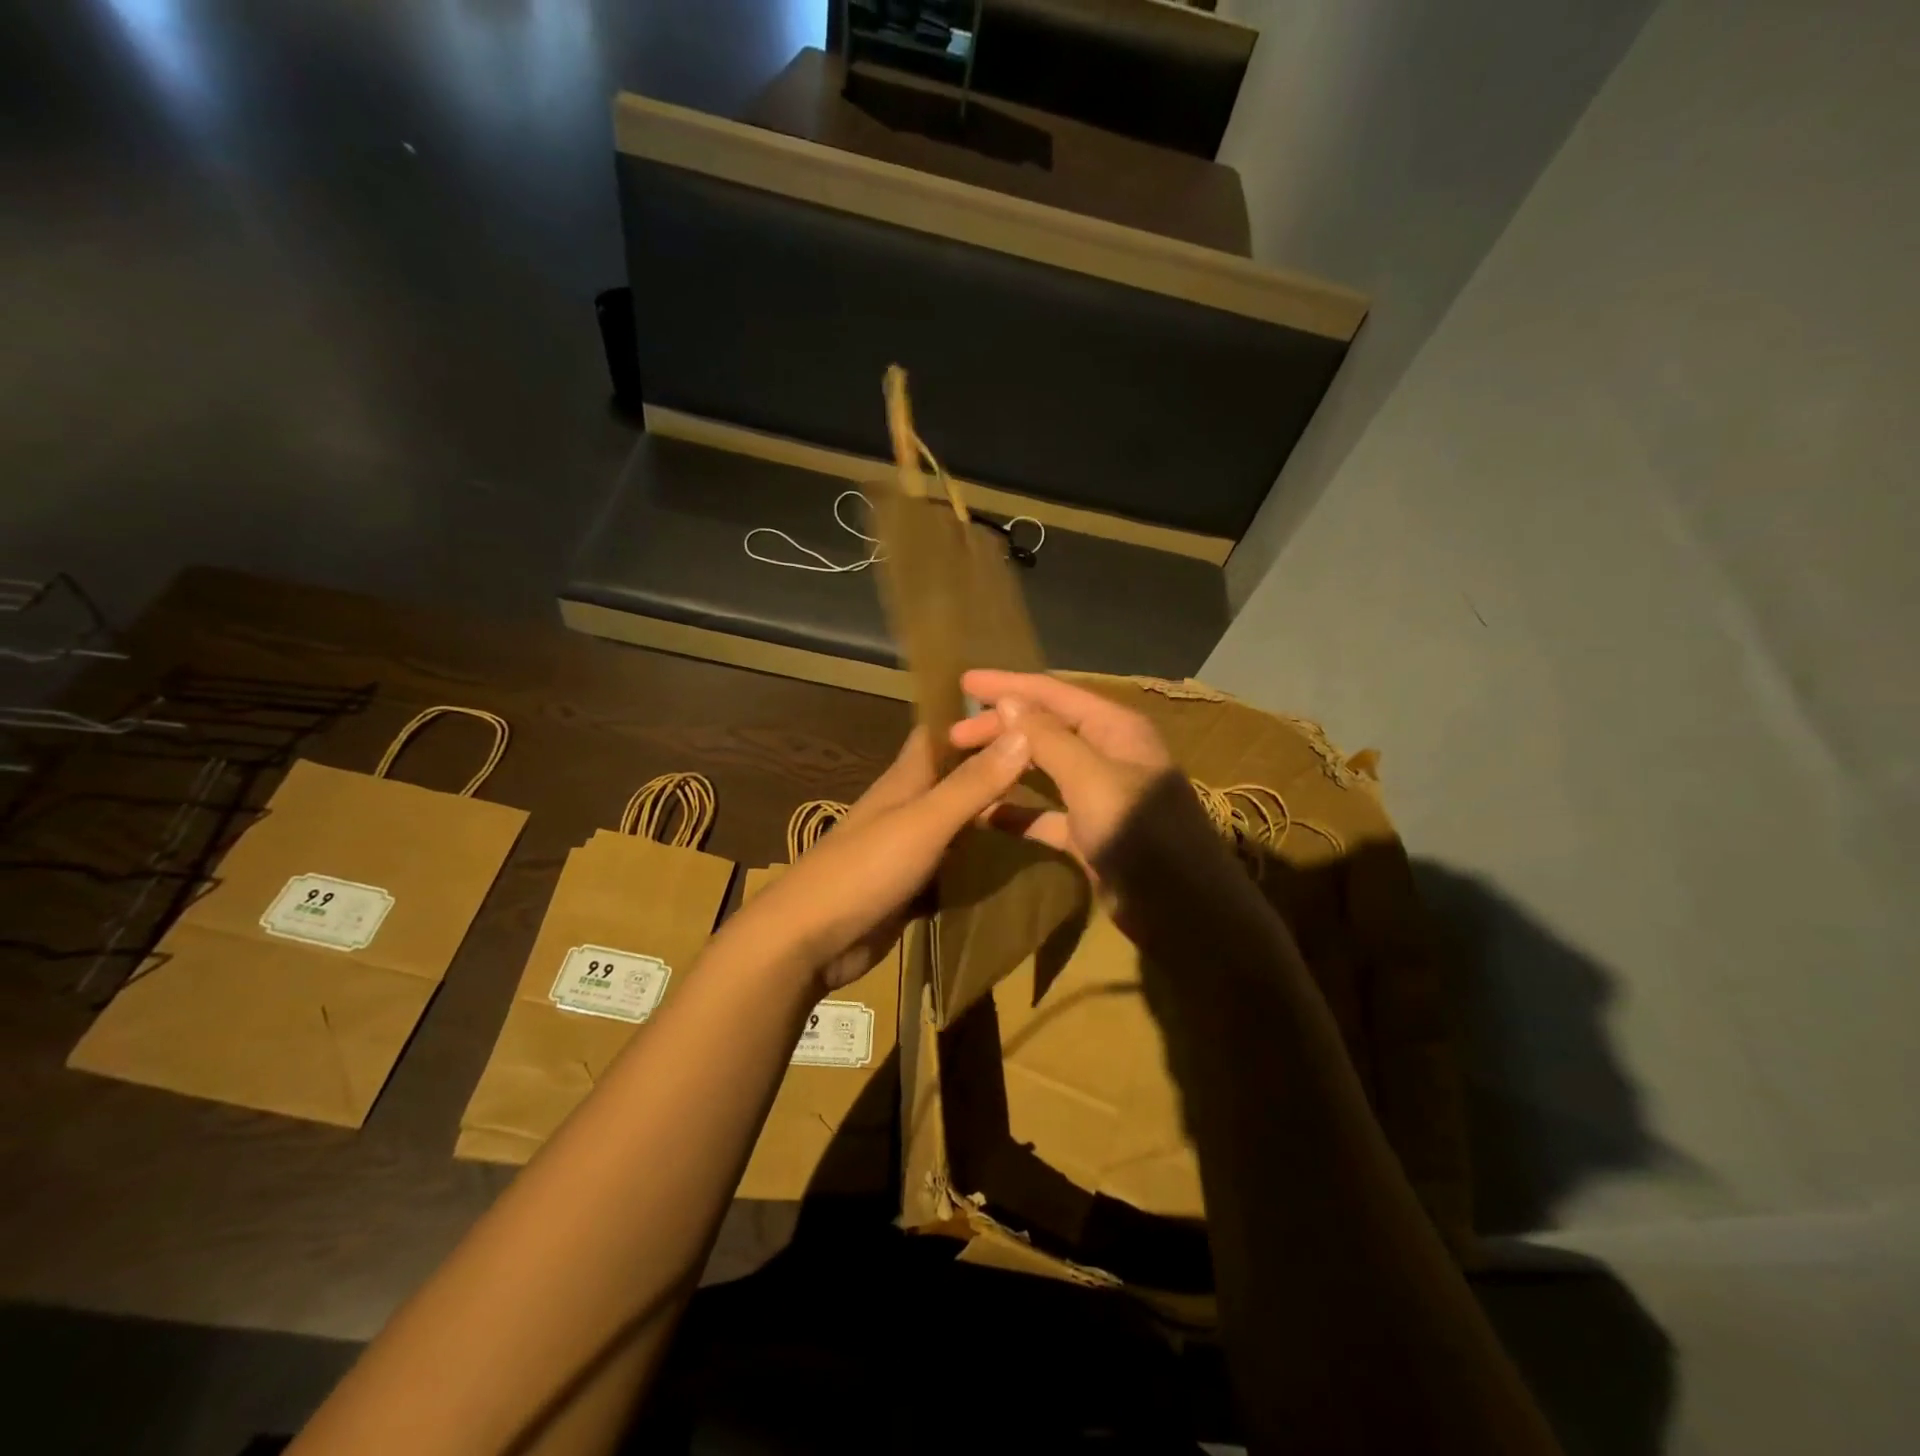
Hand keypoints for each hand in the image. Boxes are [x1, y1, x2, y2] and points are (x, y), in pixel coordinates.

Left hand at [754, 726, 1030, 991]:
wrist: (809, 941)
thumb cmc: (864, 870)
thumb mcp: (924, 823)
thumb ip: (972, 783)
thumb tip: (1024, 732)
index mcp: (907, 779)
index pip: (942, 731)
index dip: (978, 718)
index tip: (1030, 714)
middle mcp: (909, 805)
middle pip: (957, 777)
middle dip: (998, 770)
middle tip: (1057, 769)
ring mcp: (910, 847)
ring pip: (960, 821)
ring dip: (995, 817)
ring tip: (1051, 813)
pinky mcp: (912, 885)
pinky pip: (955, 864)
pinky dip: (982, 860)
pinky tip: (1017, 863)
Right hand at [949, 671, 1227, 893]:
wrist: (1184, 913)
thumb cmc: (1142, 836)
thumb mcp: (1092, 780)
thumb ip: (1049, 739)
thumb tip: (1011, 701)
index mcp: (1116, 728)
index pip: (1054, 692)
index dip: (1009, 685)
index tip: (964, 681)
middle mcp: (1108, 754)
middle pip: (1045, 728)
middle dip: (1001, 727)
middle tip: (951, 736)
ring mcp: (1099, 795)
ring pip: (1043, 768)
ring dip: (1005, 764)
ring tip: (961, 764)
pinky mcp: (1090, 833)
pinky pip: (1045, 814)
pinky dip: (1016, 812)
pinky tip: (983, 815)